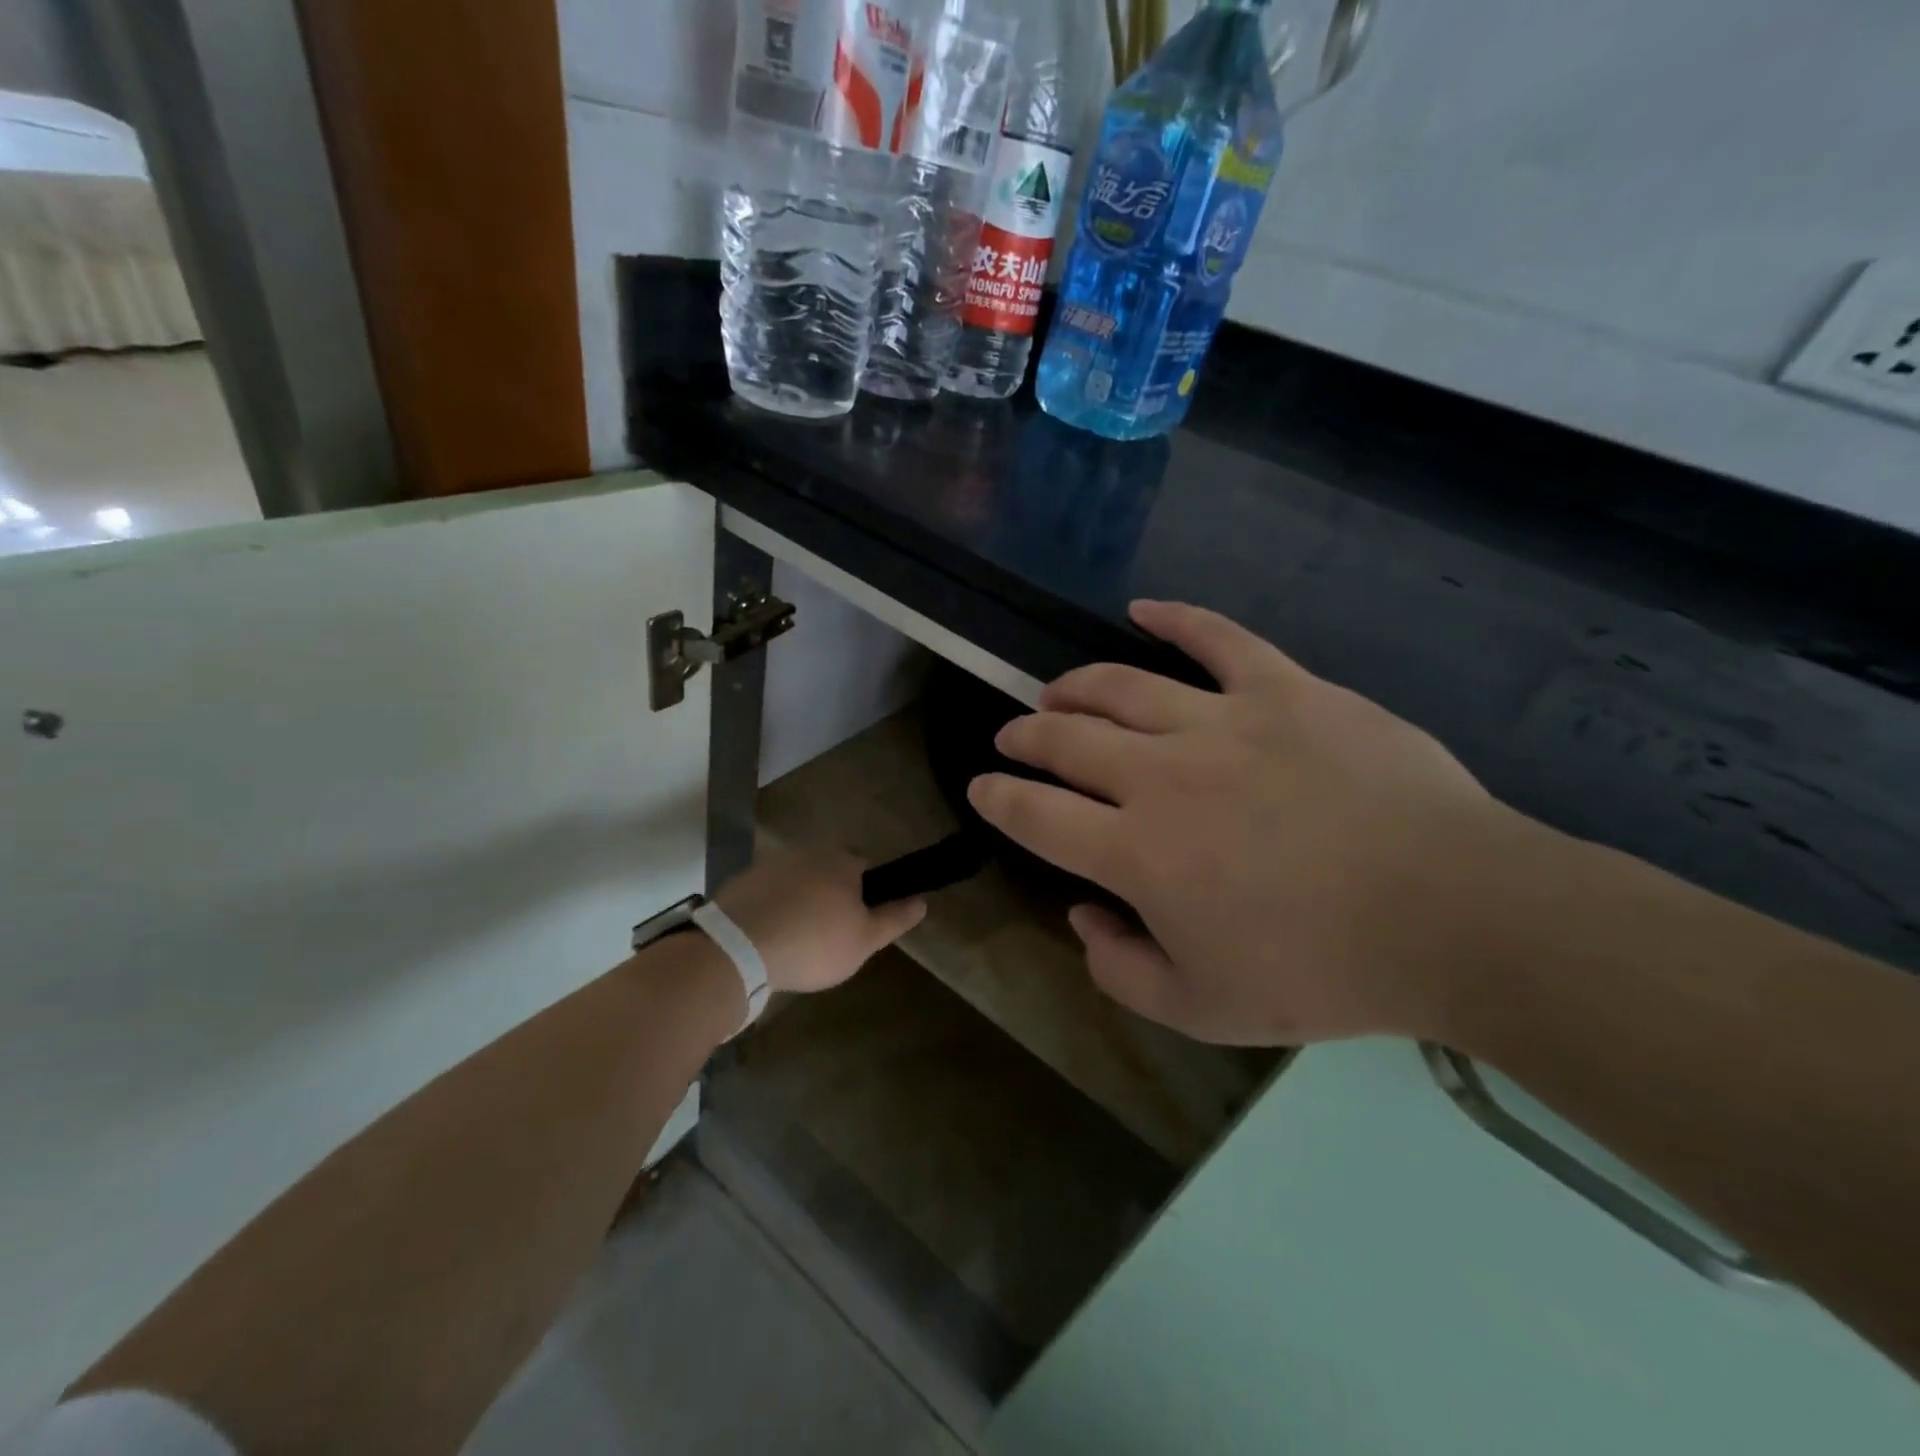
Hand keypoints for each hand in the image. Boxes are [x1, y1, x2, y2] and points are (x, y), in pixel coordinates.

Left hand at [714, 847, 925, 994]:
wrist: (738, 949)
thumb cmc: (814, 943)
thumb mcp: (865, 940)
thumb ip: (895, 918)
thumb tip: (923, 900)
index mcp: (842, 862)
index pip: (865, 869)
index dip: (865, 896)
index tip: (858, 923)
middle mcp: (808, 853)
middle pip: (829, 873)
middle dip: (830, 897)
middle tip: (827, 936)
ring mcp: (771, 864)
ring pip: (797, 882)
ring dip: (799, 902)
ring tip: (795, 941)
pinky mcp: (742, 881)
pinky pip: (767, 893)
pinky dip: (771, 909)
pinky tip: (767, 938)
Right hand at [968, 600, 1521, 1046]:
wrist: (1452, 915)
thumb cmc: (1323, 972)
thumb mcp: (1203, 1009)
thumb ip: (1120, 969)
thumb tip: (1083, 916)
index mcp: (1136, 852)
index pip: (1035, 814)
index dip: (998, 799)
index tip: (981, 788)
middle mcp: (1160, 776)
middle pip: (1067, 740)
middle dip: (1027, 736)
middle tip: (1014, 735)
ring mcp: (1221, 722)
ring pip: (1121, 687)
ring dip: (1075, 687)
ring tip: (1055, 690)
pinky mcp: (1283, 690)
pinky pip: (1218, 639)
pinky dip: (1174, 619)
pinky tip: (1140, 609)